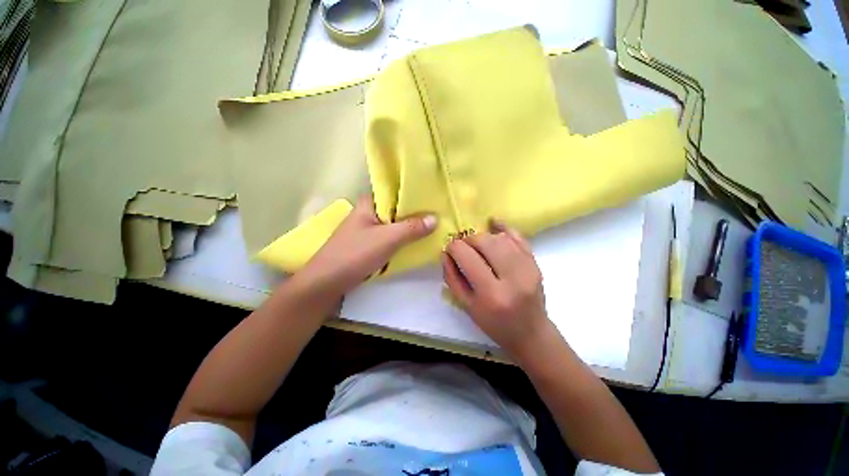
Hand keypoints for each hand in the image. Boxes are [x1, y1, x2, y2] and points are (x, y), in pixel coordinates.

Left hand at [298, 195, 436, 298]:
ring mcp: (368, 229)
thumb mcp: (387, 239)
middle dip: (416, 213)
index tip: (434, 198)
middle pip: (397, 209)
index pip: (396, 191)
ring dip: (411, 227)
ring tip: (434, 226)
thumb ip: (412, 228)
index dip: (415, 194)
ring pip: (395, 224)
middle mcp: (368, 212)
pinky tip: (418, 241)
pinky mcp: (369, 244)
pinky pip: (391, 237)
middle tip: (439, 213)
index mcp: (368, 203)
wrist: (326, 283)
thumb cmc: (355, 254)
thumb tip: (436, 218)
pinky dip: (403, 239)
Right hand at [442, 220, 552, 360]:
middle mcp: (513, 277)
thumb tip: (446, 253)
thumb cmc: (494, 324)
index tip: (449, 248)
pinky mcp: (536, 263)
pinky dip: (504, 228)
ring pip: (501, 237)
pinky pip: (519, 237)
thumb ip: (452, 278)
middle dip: (468, 239)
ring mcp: (528, 268)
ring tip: (476, 244)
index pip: (467, 256)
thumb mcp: (466, 306)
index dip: (454, 247)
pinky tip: (494, 224)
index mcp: (492, 294)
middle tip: (463, 246)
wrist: (531, 333)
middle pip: (486, 242)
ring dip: (484, 236)